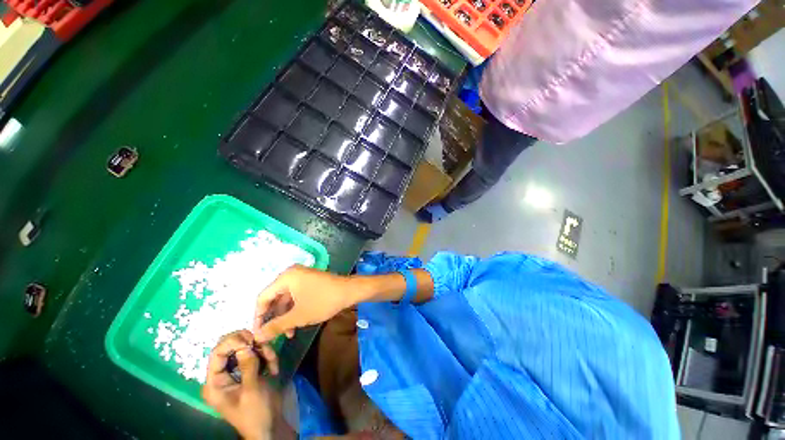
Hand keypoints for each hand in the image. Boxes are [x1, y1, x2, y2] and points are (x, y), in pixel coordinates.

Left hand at [202, 330, 281, 439]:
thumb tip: (245, 344)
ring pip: (247, 348)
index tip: (251, 340)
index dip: (232, 342)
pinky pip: (257, 354)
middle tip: (264, 346)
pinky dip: (267, 356)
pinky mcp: (249, 370)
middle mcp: (222, 375)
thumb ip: (248, 366)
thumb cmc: (256, 412)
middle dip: (250, 344)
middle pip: (231, 347)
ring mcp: (236, 372)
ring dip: (263, 351)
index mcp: (215, 383)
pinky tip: (274, 368)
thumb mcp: (252, 390)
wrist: (270, 426)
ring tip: (273, 364)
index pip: (217, 353)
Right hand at [254, 265, 354, 341]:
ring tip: (287, 334)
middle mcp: (291, 274)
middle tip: (272, 336)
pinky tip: (296, 324)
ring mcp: (302, 277)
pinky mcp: (309, 281)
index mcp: (286, 277)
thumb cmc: (323, 301)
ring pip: (285, 298)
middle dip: (273, 318)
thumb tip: (257, 337)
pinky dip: (294, 309)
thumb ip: (276, 326)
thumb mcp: (298, 316)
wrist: (349, 291)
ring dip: (284, 316)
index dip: (258, 317)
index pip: (262, 298)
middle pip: (274, 298)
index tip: (258, 334)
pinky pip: (295, 296)